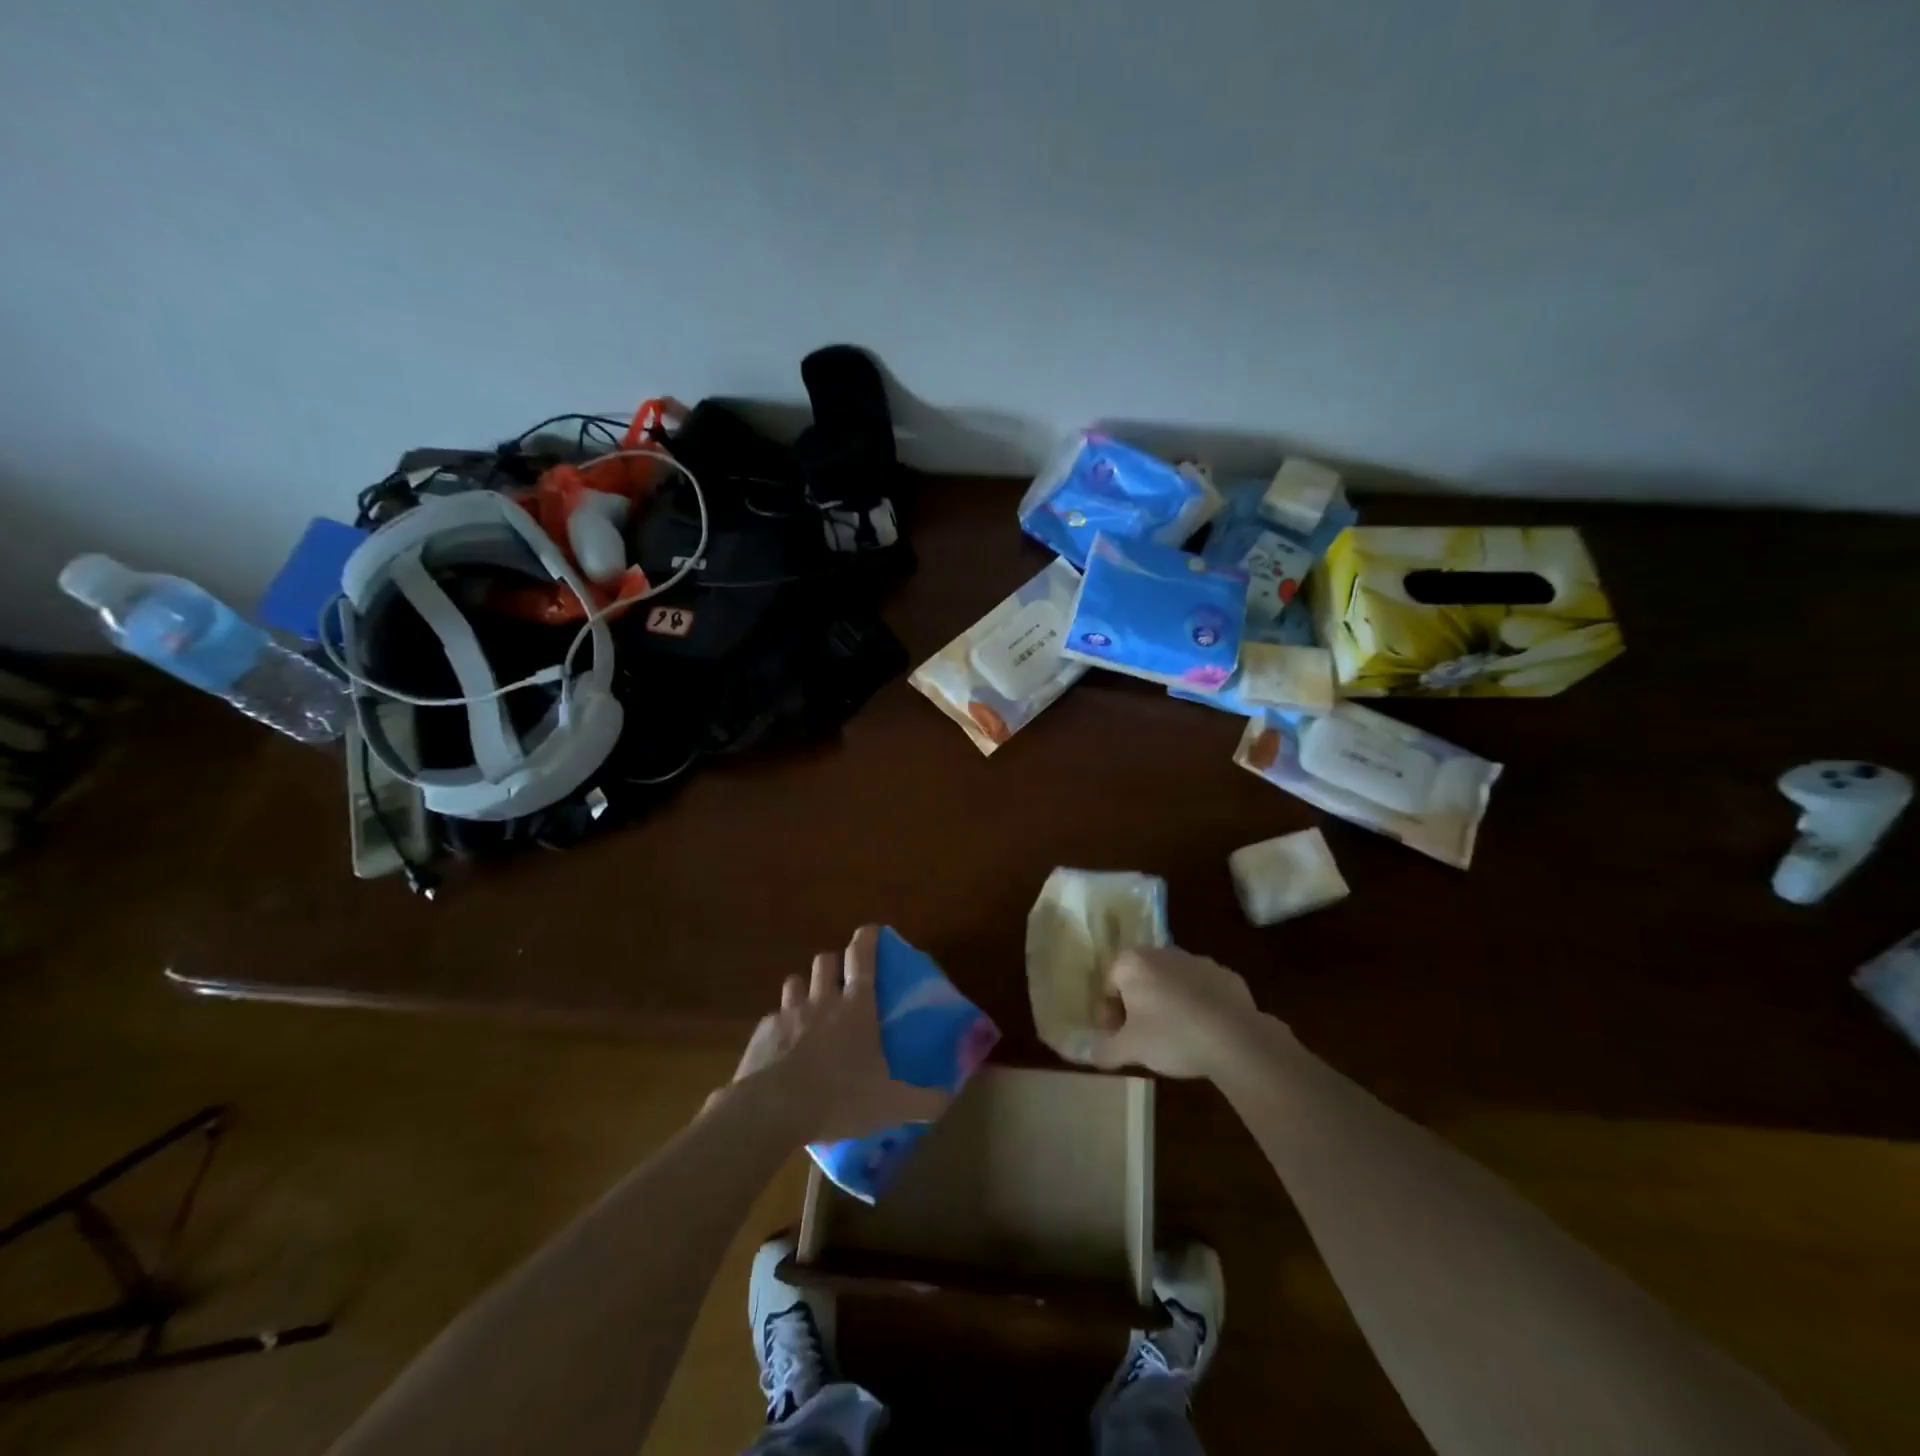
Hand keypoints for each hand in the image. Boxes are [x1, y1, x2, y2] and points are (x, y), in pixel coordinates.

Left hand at [727, 925, 950, 1143]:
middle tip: (840, 981)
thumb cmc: (838, 1098)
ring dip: (804, 988)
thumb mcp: (890, 1104)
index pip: (862, 958)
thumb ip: (923, 1101)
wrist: (772, 1110)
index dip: (867, 938)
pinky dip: (780, 1025)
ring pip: (795, 981)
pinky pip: (773, 1017)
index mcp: (856, 1008)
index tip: (870, 929)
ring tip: (810, 1008)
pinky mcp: (763, 1031)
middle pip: (825, 960)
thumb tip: (950, 1100)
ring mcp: (789, 1013)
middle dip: (833, 963)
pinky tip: (784, 1047)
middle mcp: (822, 1000)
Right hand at [1082, 946, 1265, 1078]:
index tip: (1118, 1038)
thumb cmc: (1170, 1035)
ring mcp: (1197, 961)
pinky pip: (1202, 990)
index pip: (1109, 984)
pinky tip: (1204, 1033)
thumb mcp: (1130, 1049)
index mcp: (1133, 962)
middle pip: (1140, 978)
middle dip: (1138, 1005)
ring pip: (1172, 982)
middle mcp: (1162, 952)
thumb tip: (1089, 1053)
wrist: (1235, 1038)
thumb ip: (1105, 1050)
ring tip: (1176, 1037)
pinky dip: (1198, 1005)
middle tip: (1143, 1038)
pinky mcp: (1226, 975)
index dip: (1109, 1013)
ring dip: (1168, 1003)